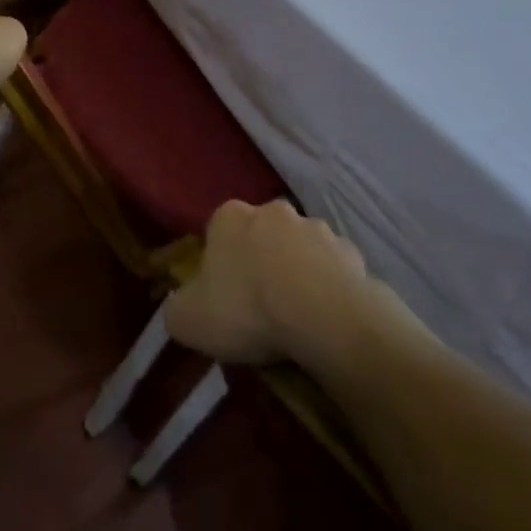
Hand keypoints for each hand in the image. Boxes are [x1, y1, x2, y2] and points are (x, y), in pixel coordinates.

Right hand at [164, 200, 368, 366]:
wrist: (323, 316)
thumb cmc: (247, 309)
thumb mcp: (187, 319)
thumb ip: (177, 307)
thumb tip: (182, 307)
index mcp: (230, 216)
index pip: (218, 230)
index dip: (219, 262)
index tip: (222, 295)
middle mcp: (274, 210)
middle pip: (261, 235)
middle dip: (260, 261)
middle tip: (258, 306)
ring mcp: (318, 228)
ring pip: (300, 249)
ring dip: (297, 273)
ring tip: (296, 317)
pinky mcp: (352, 252)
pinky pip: (333, 271)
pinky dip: (328, 289)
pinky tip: (325, 320)